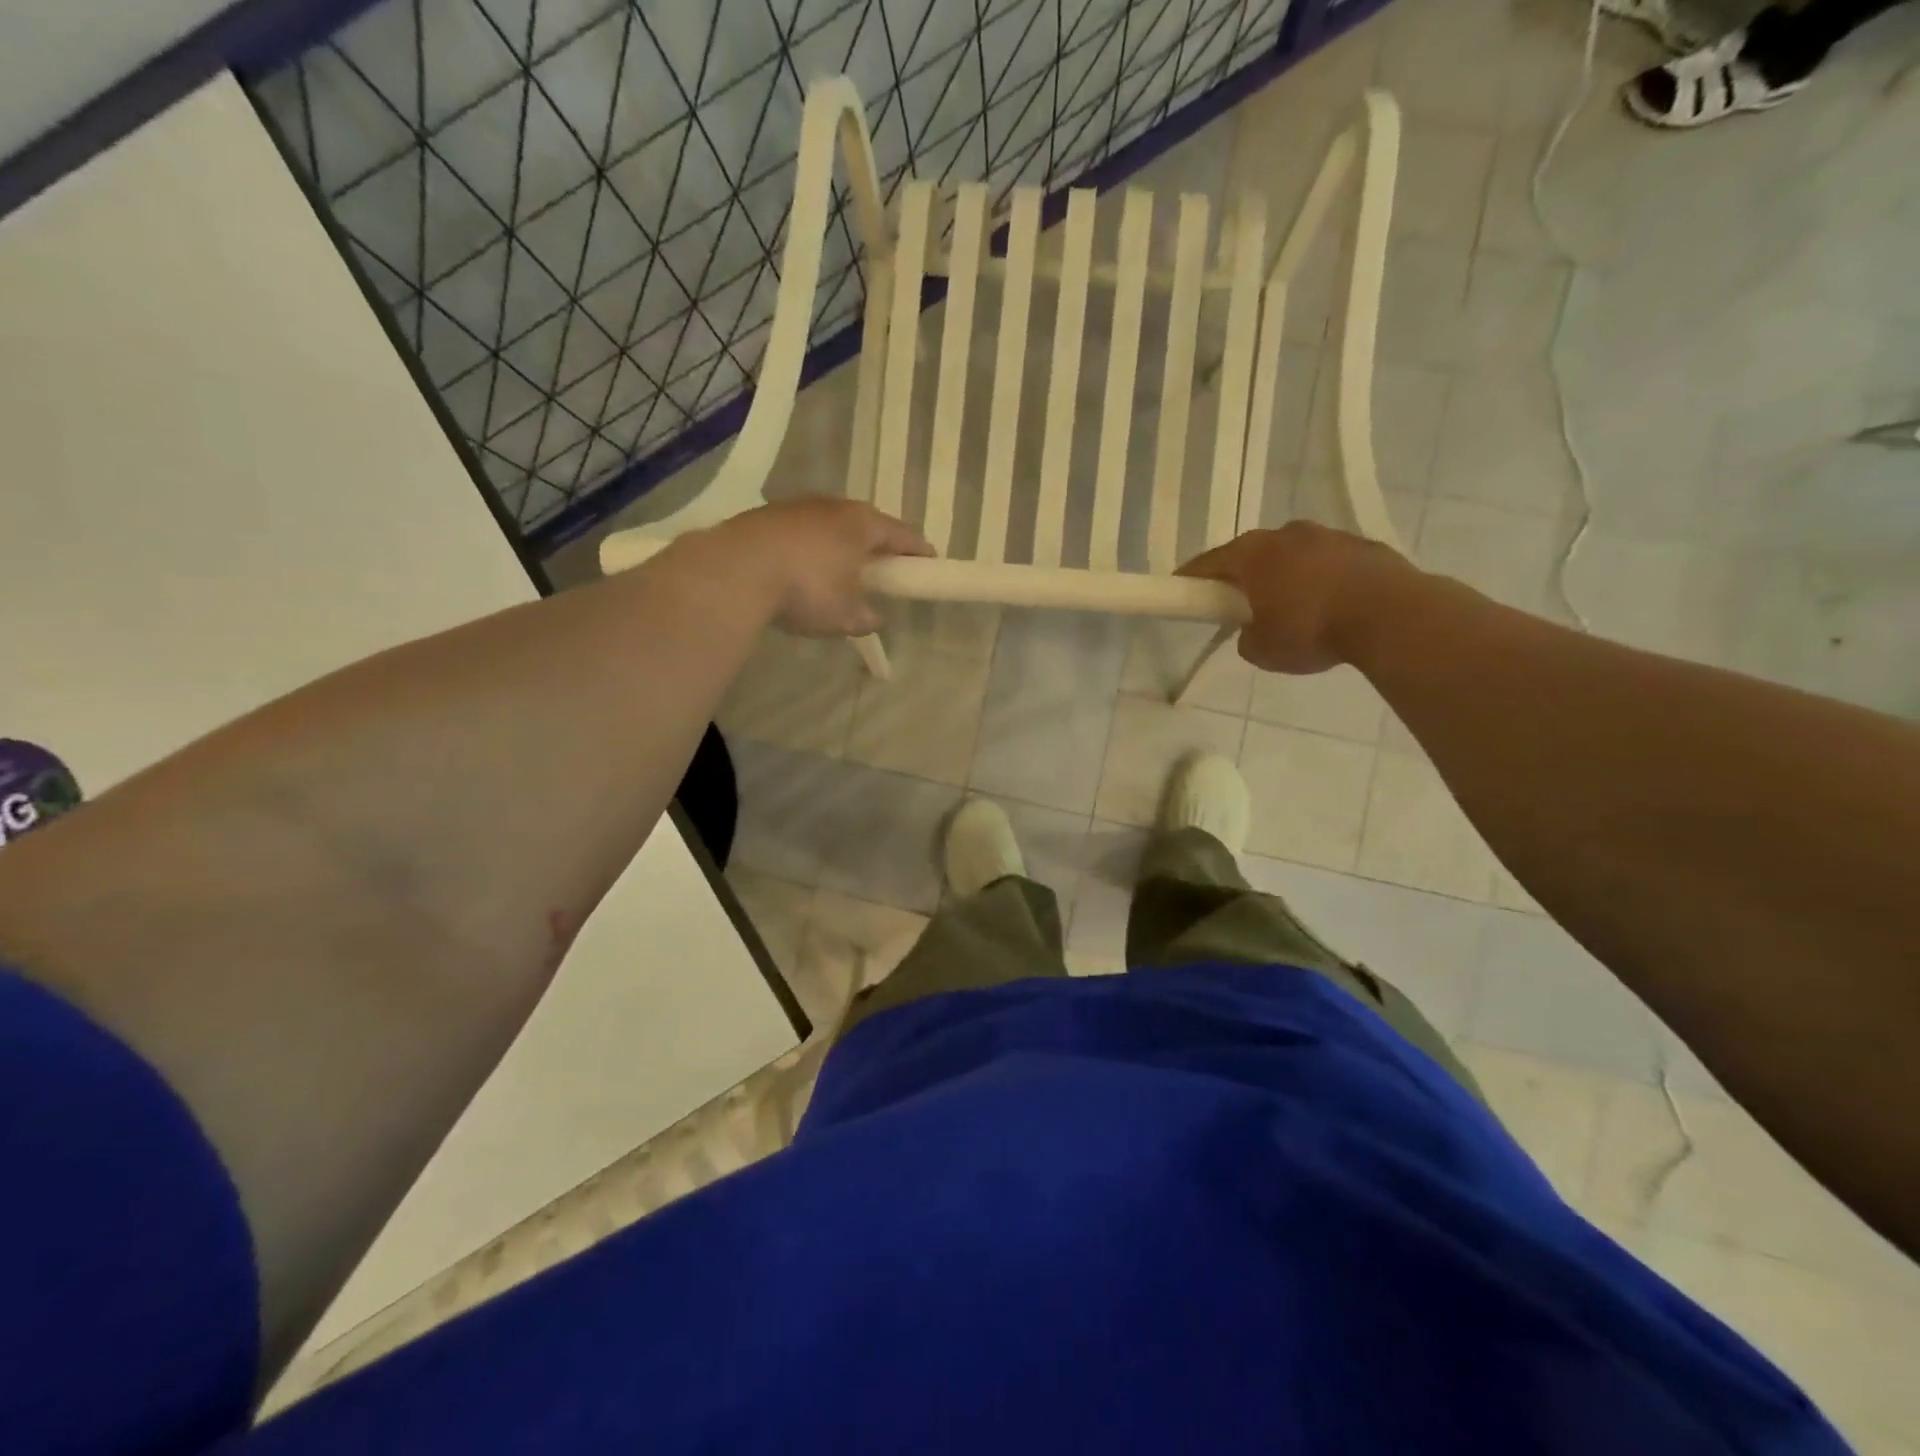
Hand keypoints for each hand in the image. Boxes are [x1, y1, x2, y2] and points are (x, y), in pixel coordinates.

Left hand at [718, 498, 932, 636]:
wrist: (735, 571)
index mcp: (862, 524)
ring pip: (830, 524)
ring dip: (840, 544)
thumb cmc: (806, 590)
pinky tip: (801, 568)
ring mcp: (797, 506)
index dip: (918, 550)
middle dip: (877, 544)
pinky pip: (801, 530)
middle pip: (866, 523)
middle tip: (883, 566)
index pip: (903, 534)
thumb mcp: (844, 616)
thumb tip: (874, 617)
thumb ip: (866, 617)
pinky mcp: (766, 515)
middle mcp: (833, 506)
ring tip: (839, 569)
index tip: (928, 562)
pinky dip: (810, 546)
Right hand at [1177, 522, 1411, 674]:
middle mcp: (1286, 534)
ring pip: (1293, 555)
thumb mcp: (1262, 651)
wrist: (1391, 616)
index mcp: (1253, 554)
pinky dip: (1321, 580)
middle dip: (1243, 577)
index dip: (1191, 579)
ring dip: (1286, 576)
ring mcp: (1328, 535)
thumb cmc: (1312, 630)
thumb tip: (1254, 630)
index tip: (1182, 591)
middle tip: (1240, 605)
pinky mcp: (1363, 545)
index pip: (1208, 563)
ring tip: (1294, 610)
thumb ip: (1247, 637)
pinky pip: (1328, 562)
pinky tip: (1330, 607)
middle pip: (1252, 554)